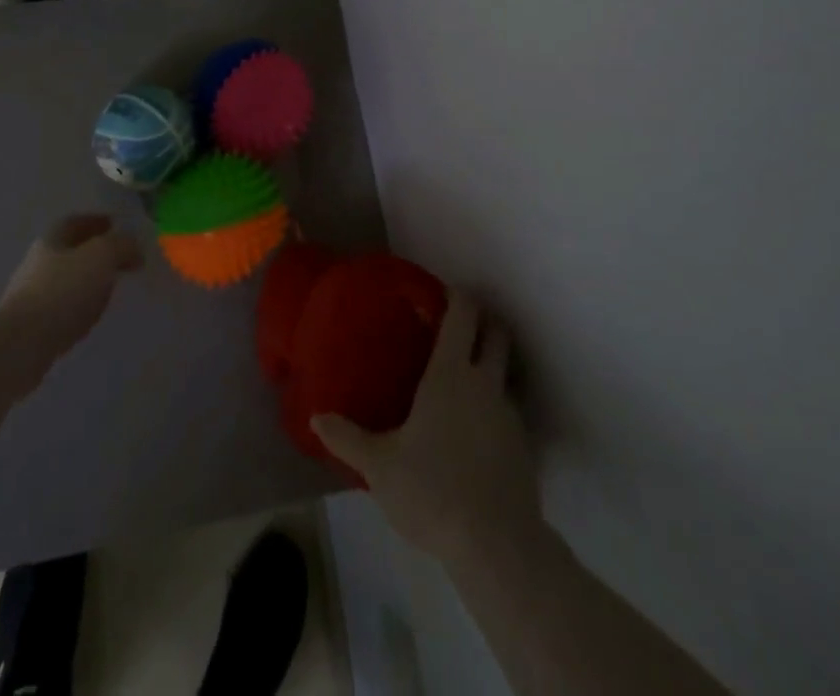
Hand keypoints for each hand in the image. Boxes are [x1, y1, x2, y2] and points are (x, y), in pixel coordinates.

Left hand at [0, 215, 142, 375]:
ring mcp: (30, 294)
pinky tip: (89, 316)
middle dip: (94, 251)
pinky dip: (78, 306)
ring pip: (66, 279)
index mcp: (52, 239)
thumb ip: (121, 244)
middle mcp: (37, 262)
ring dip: (87, 280)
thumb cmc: (63, 291)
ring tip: (109, 289)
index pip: (76, 221)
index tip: (118, 225)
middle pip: (69, 249)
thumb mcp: (101, 256)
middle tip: (119, 259)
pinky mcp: (30, 325)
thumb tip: (133, 245)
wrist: (21, 345)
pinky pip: (61, 307)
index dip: (97, 221)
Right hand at [313, 290, 539, 566]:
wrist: (496, 546)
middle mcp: (484, 383)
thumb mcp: (379, 466)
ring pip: (505, 373)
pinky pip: (507, 412)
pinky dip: (493, 409)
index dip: (457, 296)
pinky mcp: (523, 447)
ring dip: (490, 366)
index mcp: (450, 374)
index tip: (441, 292)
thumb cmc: (432, 490)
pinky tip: (473, 433)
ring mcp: (509, 415)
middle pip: (496, 333)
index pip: (463, 314)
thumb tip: (316, 418)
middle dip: (483, 321)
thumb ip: (347, 438)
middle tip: (458, 325)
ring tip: (462, 383)